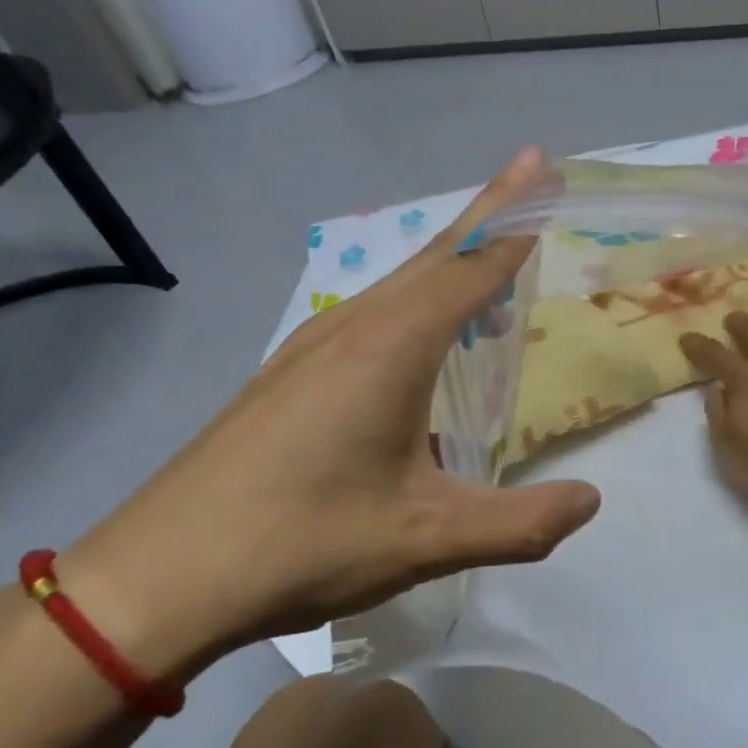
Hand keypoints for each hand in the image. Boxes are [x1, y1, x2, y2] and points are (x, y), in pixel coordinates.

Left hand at [63, 150, 599, 679]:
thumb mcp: (427, 538)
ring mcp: (308, 350)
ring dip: (447, 262)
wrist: (157, 580)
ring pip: (395, 285)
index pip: (469, 266)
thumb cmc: (301, 544)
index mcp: (390, 348)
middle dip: (486, 215)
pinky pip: (368, 317)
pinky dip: (412, 303)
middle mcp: (349, 330)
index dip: (513, 218)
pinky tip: (415, 342)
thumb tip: (591, 501)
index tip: (541, 168)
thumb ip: (520, 523)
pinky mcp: (285, 378)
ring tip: (486, 258)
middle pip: (432, 257)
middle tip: (529, 181)